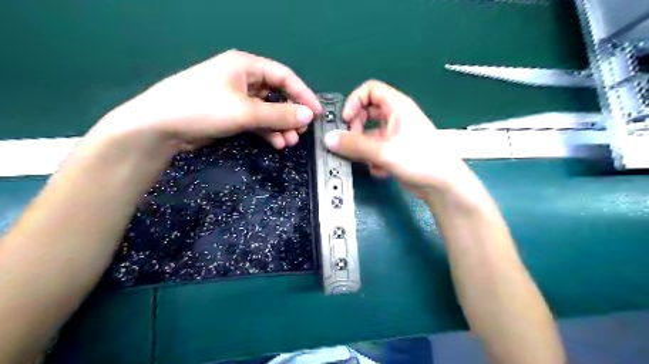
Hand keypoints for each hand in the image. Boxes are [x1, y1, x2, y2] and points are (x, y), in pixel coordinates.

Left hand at [90, 48, 322, 153]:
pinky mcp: (230, 114)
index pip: (284, 76)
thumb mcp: (246, 111)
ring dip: (280, 126)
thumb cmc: (203, 108)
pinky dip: (267, 131)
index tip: (316, 113)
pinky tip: (276, 143)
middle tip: (301, 132)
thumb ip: (280, 114)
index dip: (303, 94)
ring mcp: (236, 98)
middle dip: (291, 114)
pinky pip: (256, 121)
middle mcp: (243, 78)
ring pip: (268, 110)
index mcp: (246, 66)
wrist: (160, 127)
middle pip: (277, 94)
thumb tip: (309, 115)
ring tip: (290, 142)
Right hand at [328, 80, 474, 197]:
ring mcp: (395, 134)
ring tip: (366, 160)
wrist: (442, 185)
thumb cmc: (419, 159)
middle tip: (351, 142)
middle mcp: (395, 117)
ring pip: (369, 133)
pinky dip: (373, 158)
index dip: (354, 101)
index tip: (346, 120)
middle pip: (366, 112)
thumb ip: (354, 145)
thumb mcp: (383, 151)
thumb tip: (328, 139)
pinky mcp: (395, 150)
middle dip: (356, 127)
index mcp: (397, 106)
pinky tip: (380, 170)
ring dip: (363, 147)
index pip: (370, 90)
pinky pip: (376, 148)